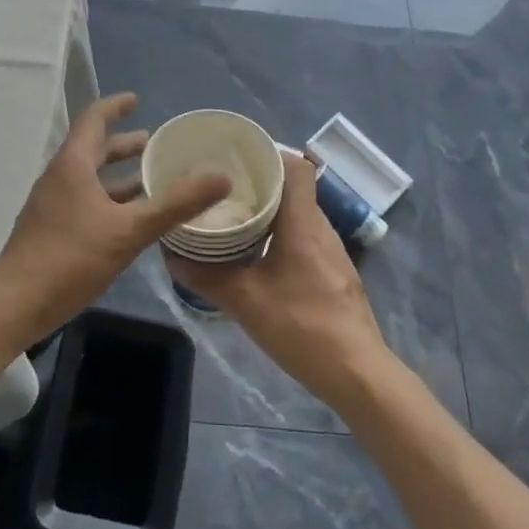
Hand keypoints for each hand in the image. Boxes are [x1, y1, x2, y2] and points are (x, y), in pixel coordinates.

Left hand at [0, 93, 231, 344]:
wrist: (15, 305)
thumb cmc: (70, 258)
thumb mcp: (129, 230)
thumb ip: (175, 203)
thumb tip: (221, 177)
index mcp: (72, 165)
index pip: (94, 119)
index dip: (115, 106)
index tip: (137, 100)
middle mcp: (59, 178)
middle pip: (93, 149)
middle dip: (123, 145)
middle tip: (155, 144)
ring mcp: (52, 205)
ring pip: (90, 178)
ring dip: (118, 175)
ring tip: (151, 180)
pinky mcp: (51, 231)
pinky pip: (85, 201)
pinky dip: (110, 200)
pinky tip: (131, 221)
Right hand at [167, 152, 392, 409]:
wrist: (357, 374)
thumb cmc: (302, 326)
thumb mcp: (245, 302)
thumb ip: (206, 277)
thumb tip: (171, 255)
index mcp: (303, 223)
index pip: (297, 166)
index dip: (270, 154)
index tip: (236, 159)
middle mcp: (321, 228)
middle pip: (293, 189)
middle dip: (258, 184)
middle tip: (222, 189)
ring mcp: (332, 251)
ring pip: (298, 215)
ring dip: (269, 211)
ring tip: (234, 217)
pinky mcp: (334, 273)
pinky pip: (304, 237)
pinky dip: (280, 235)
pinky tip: (258, 255)